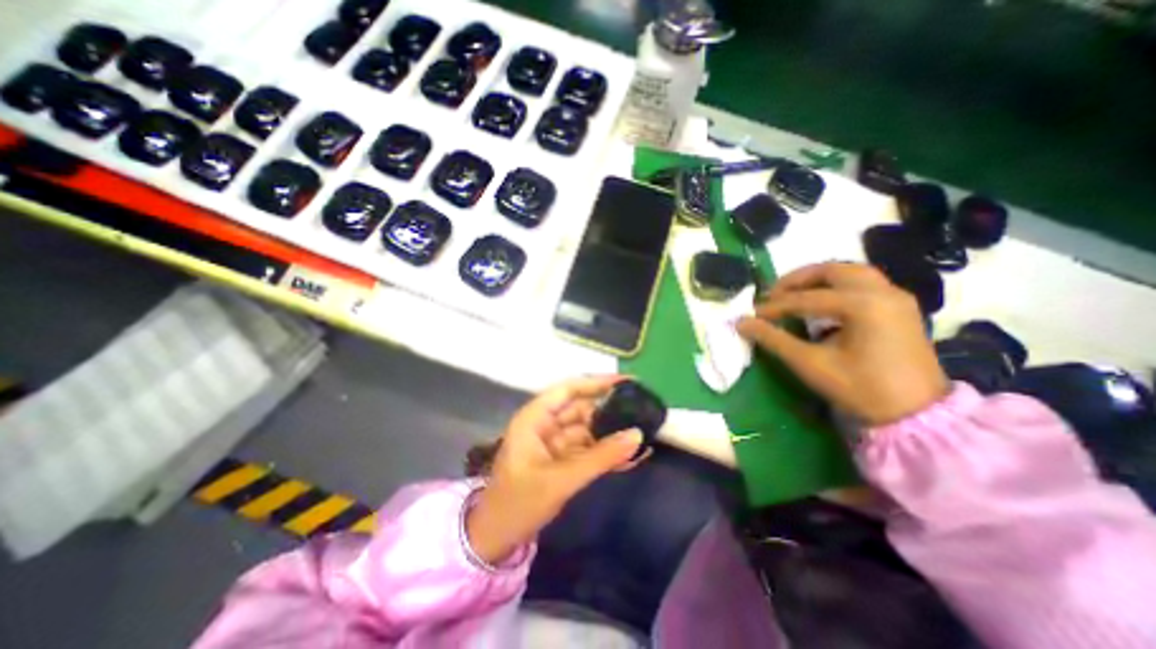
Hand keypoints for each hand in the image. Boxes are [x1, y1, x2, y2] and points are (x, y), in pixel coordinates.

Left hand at [465, 377, 645, 564]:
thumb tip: (637, 435)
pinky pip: (588, 449)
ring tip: (643, 433)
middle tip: (643, 411)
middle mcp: (545, 424)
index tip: (627, 382)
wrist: (495, 540)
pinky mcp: (562, 459)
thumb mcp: (561, 480)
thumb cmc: (518, 504)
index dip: (597, 382)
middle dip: (610, 411)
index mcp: (535, 418)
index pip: (569, 389)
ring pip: (588, 430)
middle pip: (582, 408)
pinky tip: (631, 455)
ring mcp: (554, 442)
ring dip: (612, 434)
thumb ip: (601, 457)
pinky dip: (606, 452)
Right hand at [735, 261, 952, 426]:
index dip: (774, 306)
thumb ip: (773, 340)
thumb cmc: (860, 389)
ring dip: (818, 279)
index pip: (806, 298)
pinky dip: (837, 286)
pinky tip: (822, 303)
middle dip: (797, 280)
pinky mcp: (900, 307)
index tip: (752, 314)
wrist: (916, 416)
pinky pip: (863, 284)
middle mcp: (883, 291)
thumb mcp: (810, 364)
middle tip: (773, 294)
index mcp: (864, 305)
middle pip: (832, 271)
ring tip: (793, 294)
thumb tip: (741, 323)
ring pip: (850, 272)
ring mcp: (896, 297)